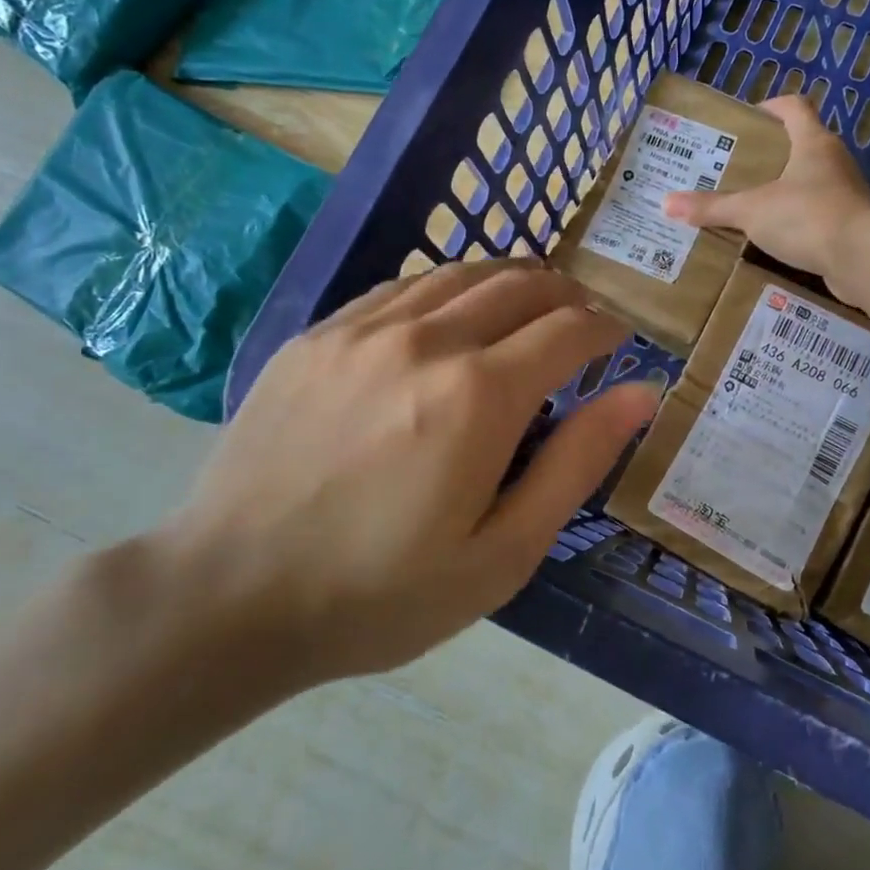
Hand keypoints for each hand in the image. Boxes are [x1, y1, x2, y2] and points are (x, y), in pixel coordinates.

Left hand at [154, 261, 659, 687]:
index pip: (569, 329)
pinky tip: (452, 315)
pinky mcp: (318, 335)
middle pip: (520, 285)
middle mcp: (427, 340)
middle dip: (567, 294)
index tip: (619, 340)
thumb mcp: (503, 552)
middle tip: (583, 319)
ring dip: (512, 280)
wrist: (229, 596)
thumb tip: (640, 393)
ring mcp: (364, 329)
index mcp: (479, 394)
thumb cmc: (382, 593)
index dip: (605, 328)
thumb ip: (577, 462)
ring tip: (531, 305)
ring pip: (461, 272)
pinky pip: (402, 288)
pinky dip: (449, 289)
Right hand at [663, 95, 869, 298]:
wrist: (864, 260)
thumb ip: (712, 207)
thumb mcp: (752, 211)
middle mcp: (834, 161)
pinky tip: (776, 238)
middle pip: (801, 145)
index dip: (770, 107)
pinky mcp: (852, 224)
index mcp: (813, 142)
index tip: (746, 121)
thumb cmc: (807, 217)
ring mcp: (847, 193)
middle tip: (737, 169)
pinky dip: (799, 221)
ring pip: (811, 182)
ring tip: (752, 206)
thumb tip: (666, 203)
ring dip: (785, 190)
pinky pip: (819, 214)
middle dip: (770, 155)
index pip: (794, 106)